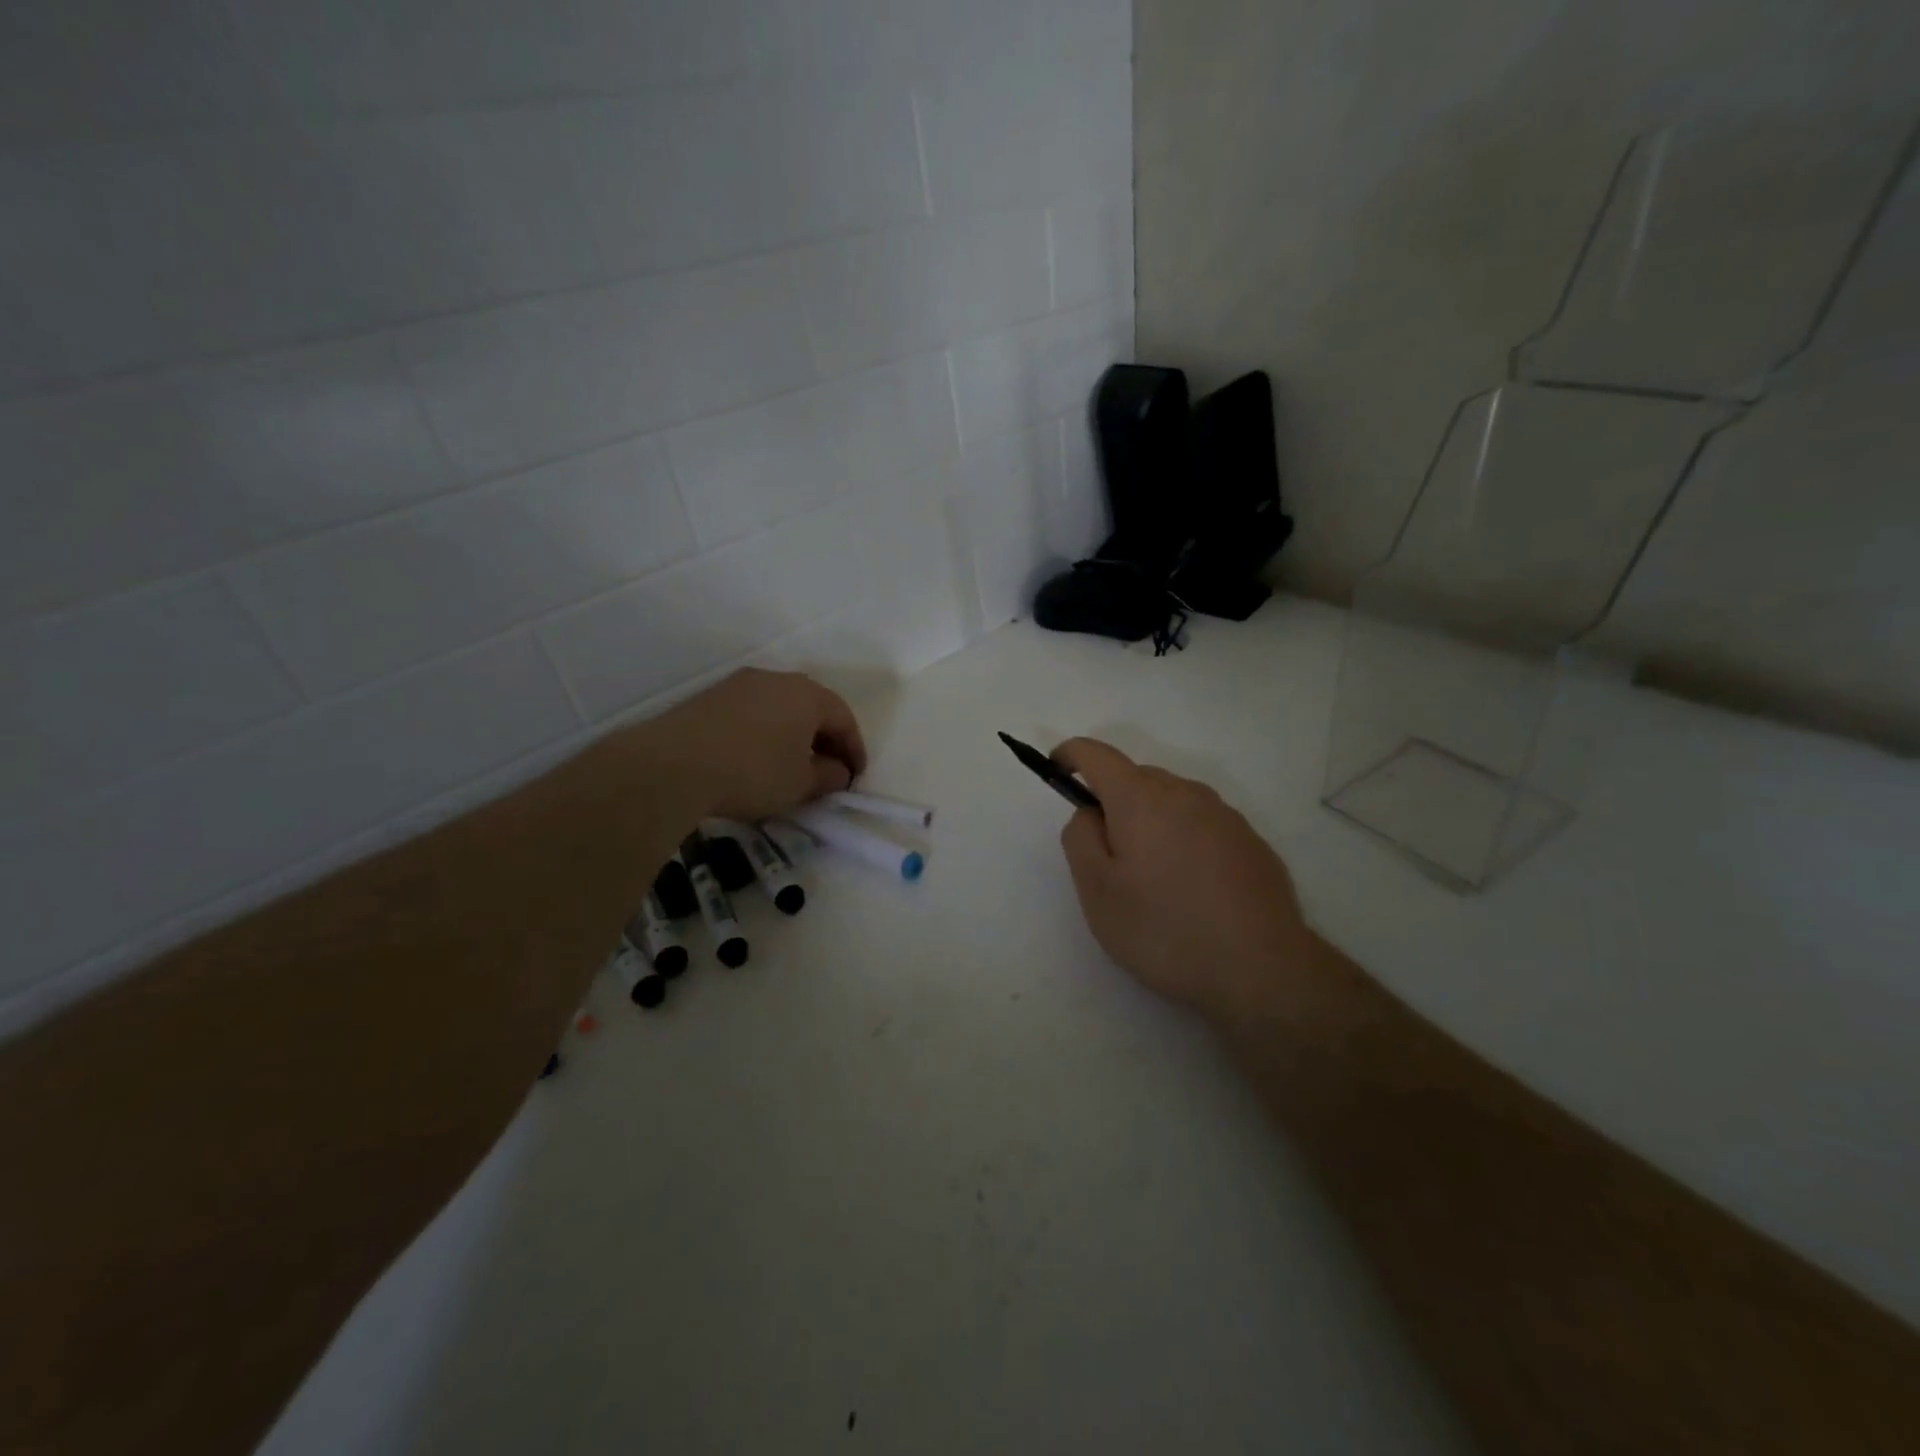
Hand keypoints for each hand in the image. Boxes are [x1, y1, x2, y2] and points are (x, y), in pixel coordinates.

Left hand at [651, 669, 867, 822]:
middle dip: (825, 740)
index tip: (855, 778)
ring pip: (780, 708)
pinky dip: (765, 733)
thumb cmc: (753, 772)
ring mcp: (740, 684)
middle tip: (828, 771)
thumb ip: (829, 776)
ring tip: (792, 766)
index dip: (855, 750)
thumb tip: (838, 771)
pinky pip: (753, 713)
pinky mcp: (710, 697)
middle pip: (813, 708)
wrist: (673, 765)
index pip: (844, 719)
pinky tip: (757, 758)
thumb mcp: (801, 784)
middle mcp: (777, 679)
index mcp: (807, 694)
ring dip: (793, 735)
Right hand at [1054, 739, 1312, 1025]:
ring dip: (1151, 824)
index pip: (1096, 754)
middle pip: (1136, 779)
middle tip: (1108, 860)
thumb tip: (1091, 812)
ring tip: (1153, 883)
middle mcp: (1185, 793)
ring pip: (1171, 803)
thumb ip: (1081, 838)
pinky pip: (1202, 827)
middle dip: (1113, 804)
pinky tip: (1192, 892)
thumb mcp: (1098, 891)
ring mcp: (1224, 815)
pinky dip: (1184, 843)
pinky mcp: (1251, 842)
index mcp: (1141, 798)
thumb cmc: (1164, 929)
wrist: (1262, 969)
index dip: (1070, 755)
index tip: (1056, 771)